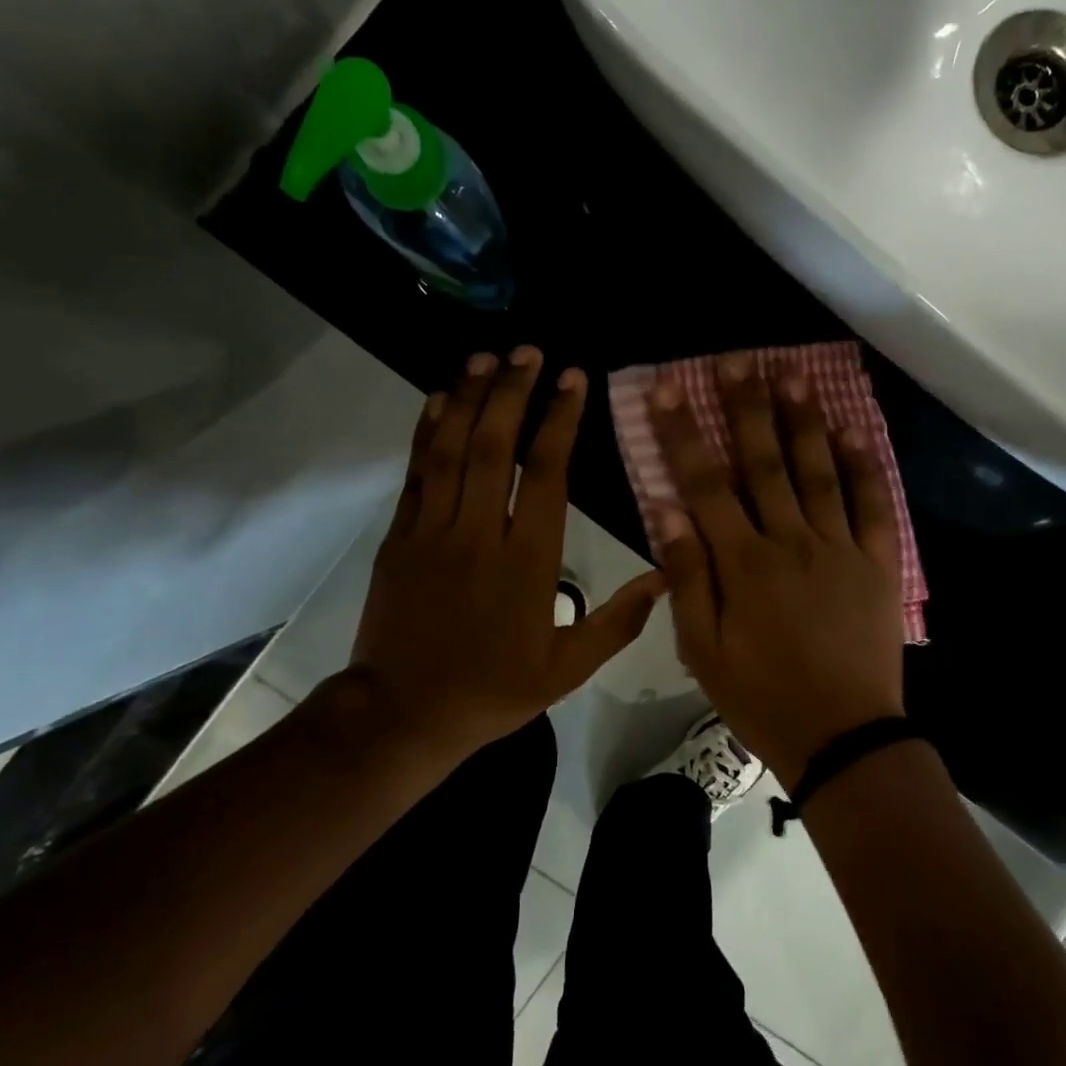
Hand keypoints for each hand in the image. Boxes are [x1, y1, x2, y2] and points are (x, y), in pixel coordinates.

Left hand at [347, 348, 665, 768]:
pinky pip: (415, 473)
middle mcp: (479, 533)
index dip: (560, 420)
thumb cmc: (492, 690)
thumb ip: (619, 622)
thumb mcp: (568, 669)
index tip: (573, 378)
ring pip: (450, 449)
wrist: (403, 714)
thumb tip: (666, 576)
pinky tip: (438, 399)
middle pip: (495, 445)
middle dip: (514, 391)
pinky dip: (426, 431)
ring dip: (469, 397)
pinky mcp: (400, 538)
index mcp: (527, 561)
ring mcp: (432, 531)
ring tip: (487, 357)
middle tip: (530, 351)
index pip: (546, 473)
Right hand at [650, 354, 904, 781]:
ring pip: (818, 472)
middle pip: (764, 464)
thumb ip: (687, 578)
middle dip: (746, 408)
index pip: (705, 486)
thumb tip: (668, 512)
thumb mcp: (704, 650)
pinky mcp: (878, 563)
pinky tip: (852, 431)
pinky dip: (864, 466)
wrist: (842, 736)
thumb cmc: (762, 697)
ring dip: (802, 421)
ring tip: (790, 375)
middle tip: (737, 360)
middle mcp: (791, 542)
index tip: (670, 389)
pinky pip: (872, 505)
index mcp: (744, 564)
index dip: (685, 435)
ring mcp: (840, 548)